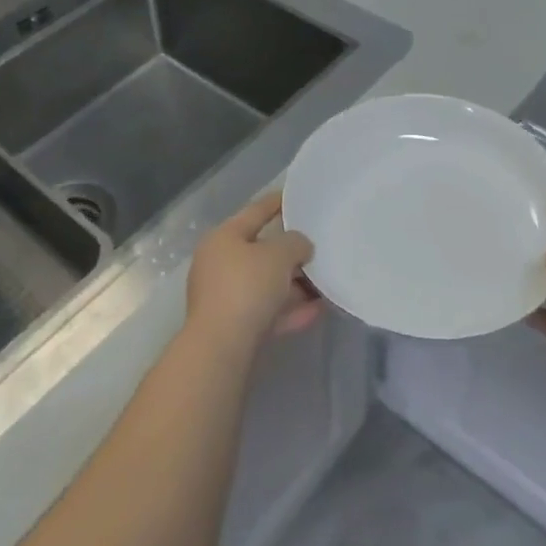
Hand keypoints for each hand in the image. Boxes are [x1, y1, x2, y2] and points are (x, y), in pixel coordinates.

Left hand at [186, 191, 321, 349]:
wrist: (222, 348)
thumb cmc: (247, 287)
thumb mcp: (278, 255)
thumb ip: (295, 243)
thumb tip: (300, 247)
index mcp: (224, 238)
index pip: (255, 211)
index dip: (279, 202)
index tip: (299, 197)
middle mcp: (220, 264)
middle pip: (261, 251)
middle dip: (291, 252)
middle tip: (319, 246)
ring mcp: (225, 297)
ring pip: (266, 284)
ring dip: (295, 284)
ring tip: (325, 282)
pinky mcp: (235, 327)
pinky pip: (268, 311)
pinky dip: (290, 309)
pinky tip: (318, 310)